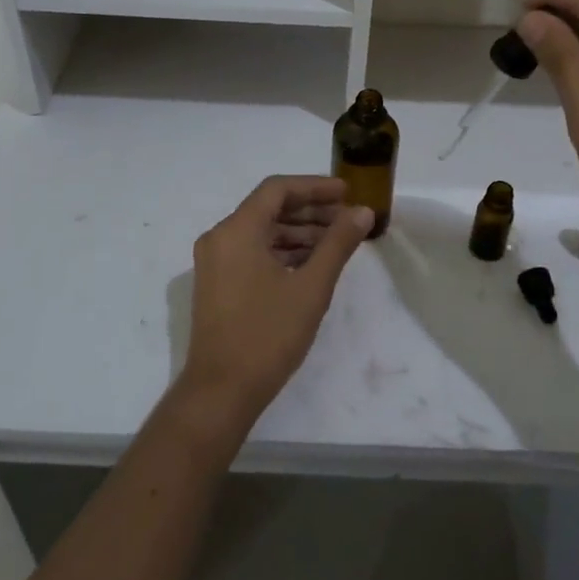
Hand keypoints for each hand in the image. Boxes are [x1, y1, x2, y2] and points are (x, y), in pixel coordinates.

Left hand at [181, 177, 374, 432]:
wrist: (221, 392)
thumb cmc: (267, 335)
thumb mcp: (311, 287)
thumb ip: (338, 244)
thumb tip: (363, 212)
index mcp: (236, 230)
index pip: (277, 189)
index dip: (315, 187)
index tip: (347, 192)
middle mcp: (220, 238)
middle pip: (269, 208)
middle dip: (310, 211)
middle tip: (348, 218)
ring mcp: (215, 262)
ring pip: (261, 232)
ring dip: (299, 232)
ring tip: (337, 242)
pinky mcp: (218, 283)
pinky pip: (253, 252)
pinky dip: (282, 252)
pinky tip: (311, 264)